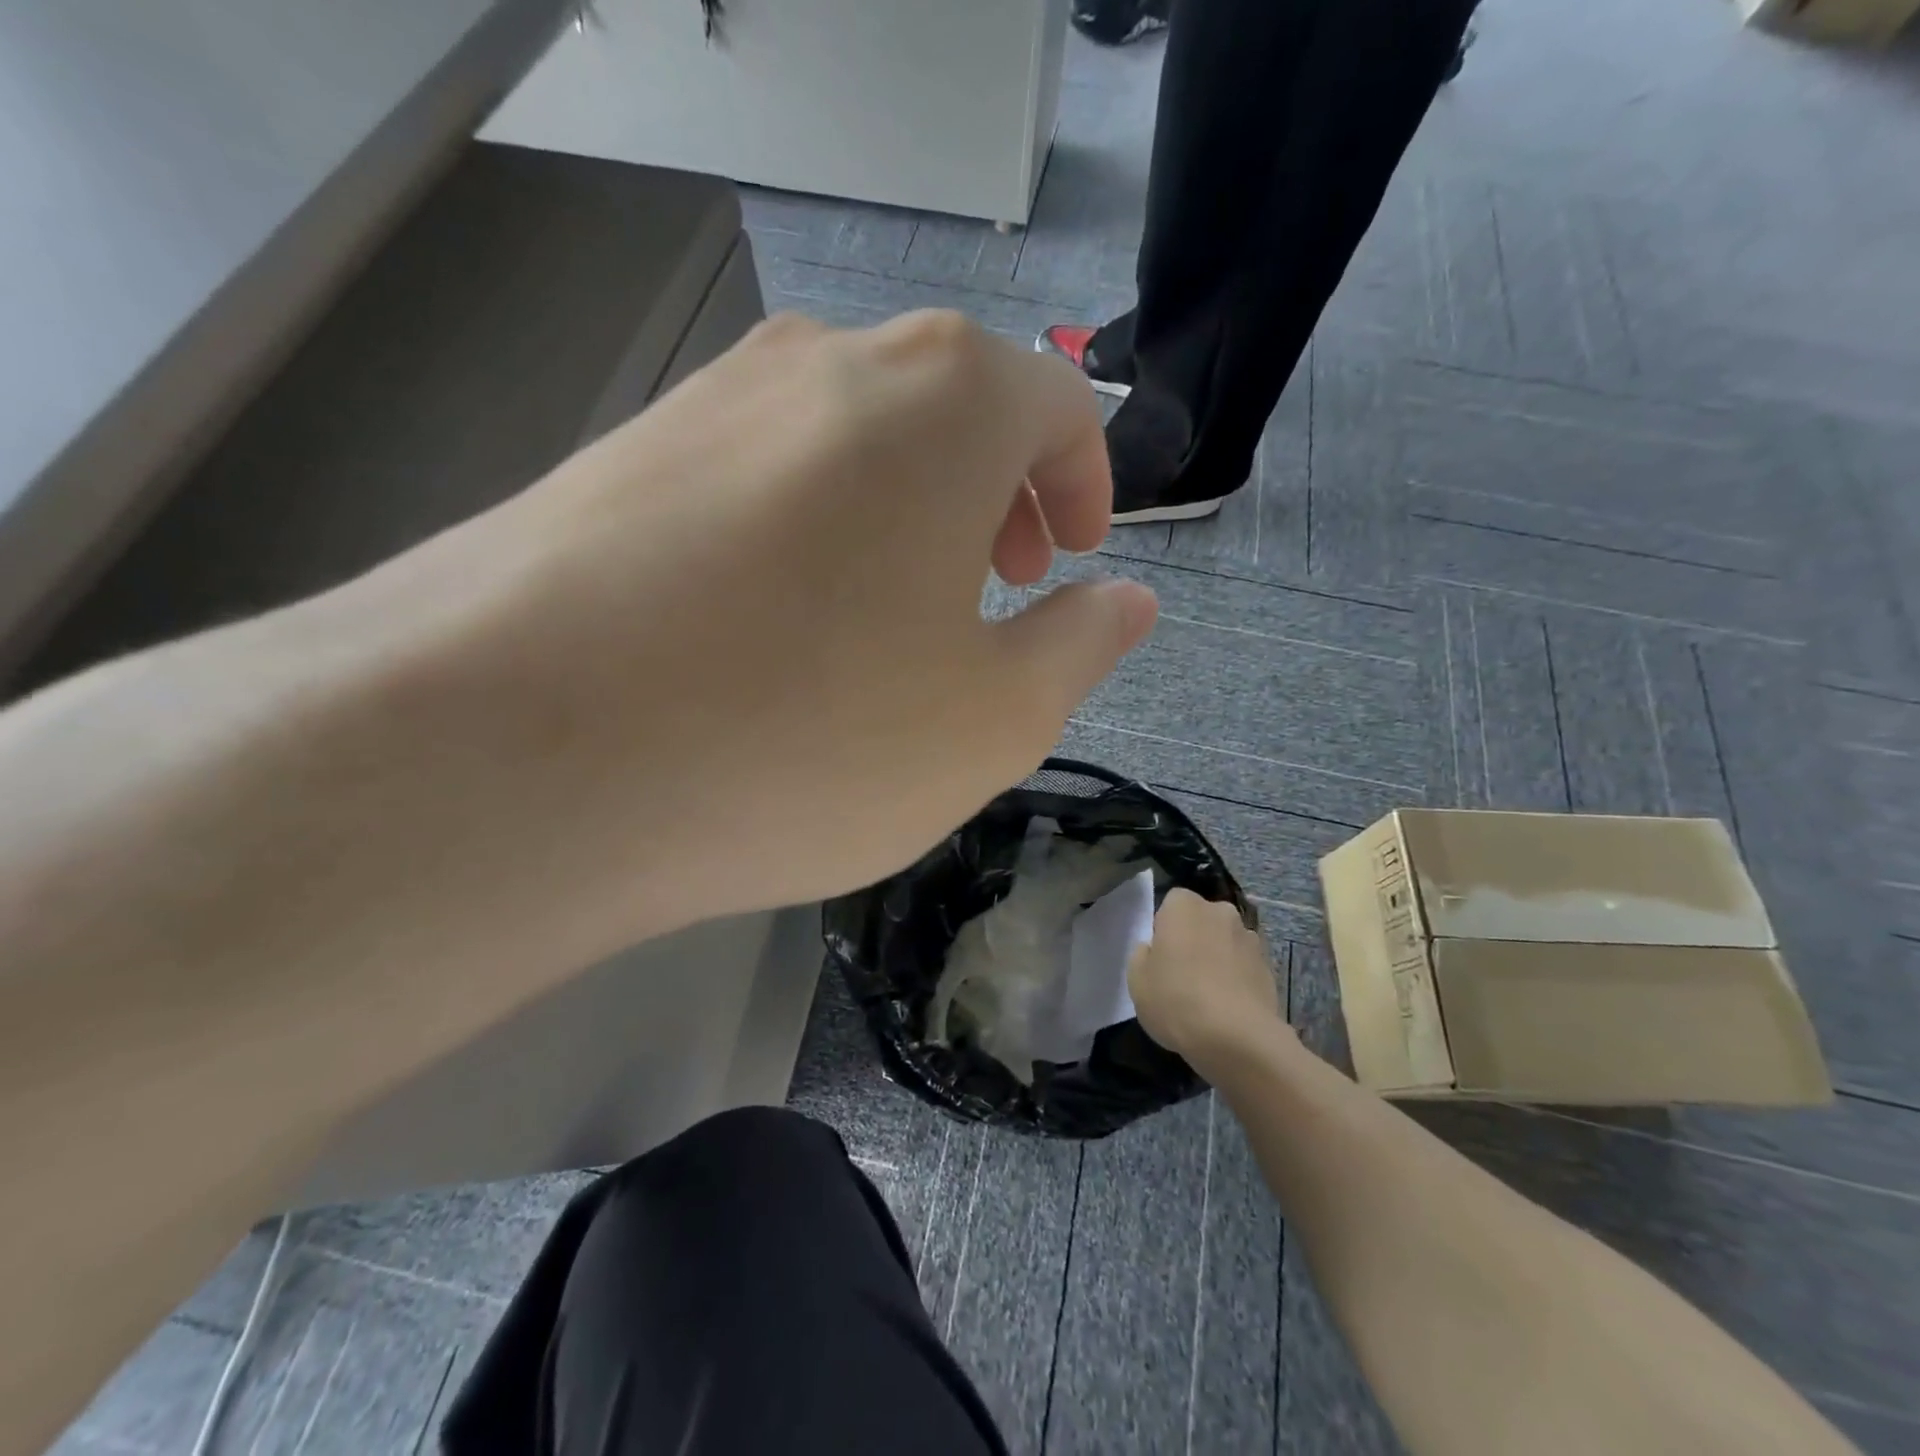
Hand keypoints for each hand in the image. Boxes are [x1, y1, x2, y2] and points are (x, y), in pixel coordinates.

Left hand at [368, 310, 1159, 941]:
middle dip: (997, 497)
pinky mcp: (617, 460)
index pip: (1056, 406)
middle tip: (997, 587)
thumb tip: (1125, 600)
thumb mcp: (993, 720)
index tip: (1073, 559)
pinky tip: (774, 632)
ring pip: (848, 442)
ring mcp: (707, 401)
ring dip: (899, 514)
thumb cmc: (810, 736)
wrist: (513, 759)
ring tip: (890, 620)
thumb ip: (1081, 648)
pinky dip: (804, 536)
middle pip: (950, 411)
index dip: (1085, 484)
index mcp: (941, 399)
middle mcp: (823, 363)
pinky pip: (756, 480)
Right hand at [1128, 889, 1286, 1073]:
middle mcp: (1220, 912)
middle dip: (1196, 938)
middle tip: (1183, 973)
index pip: (1172, 903)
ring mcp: (1250, 938)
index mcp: (1184, 906)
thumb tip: (1154, 949)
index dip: (1166, 928)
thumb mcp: (1137, 980)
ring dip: (1219, 958)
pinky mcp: (1270, 967)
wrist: (1237, 1038)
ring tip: (1209, 995)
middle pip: (1203, 920)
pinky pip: (1245, 966)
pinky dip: (1238, 979)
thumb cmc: (1176, 1000)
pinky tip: (1229, 1008)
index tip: (1162, 956)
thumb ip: (1142, 955)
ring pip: (1226, 942)